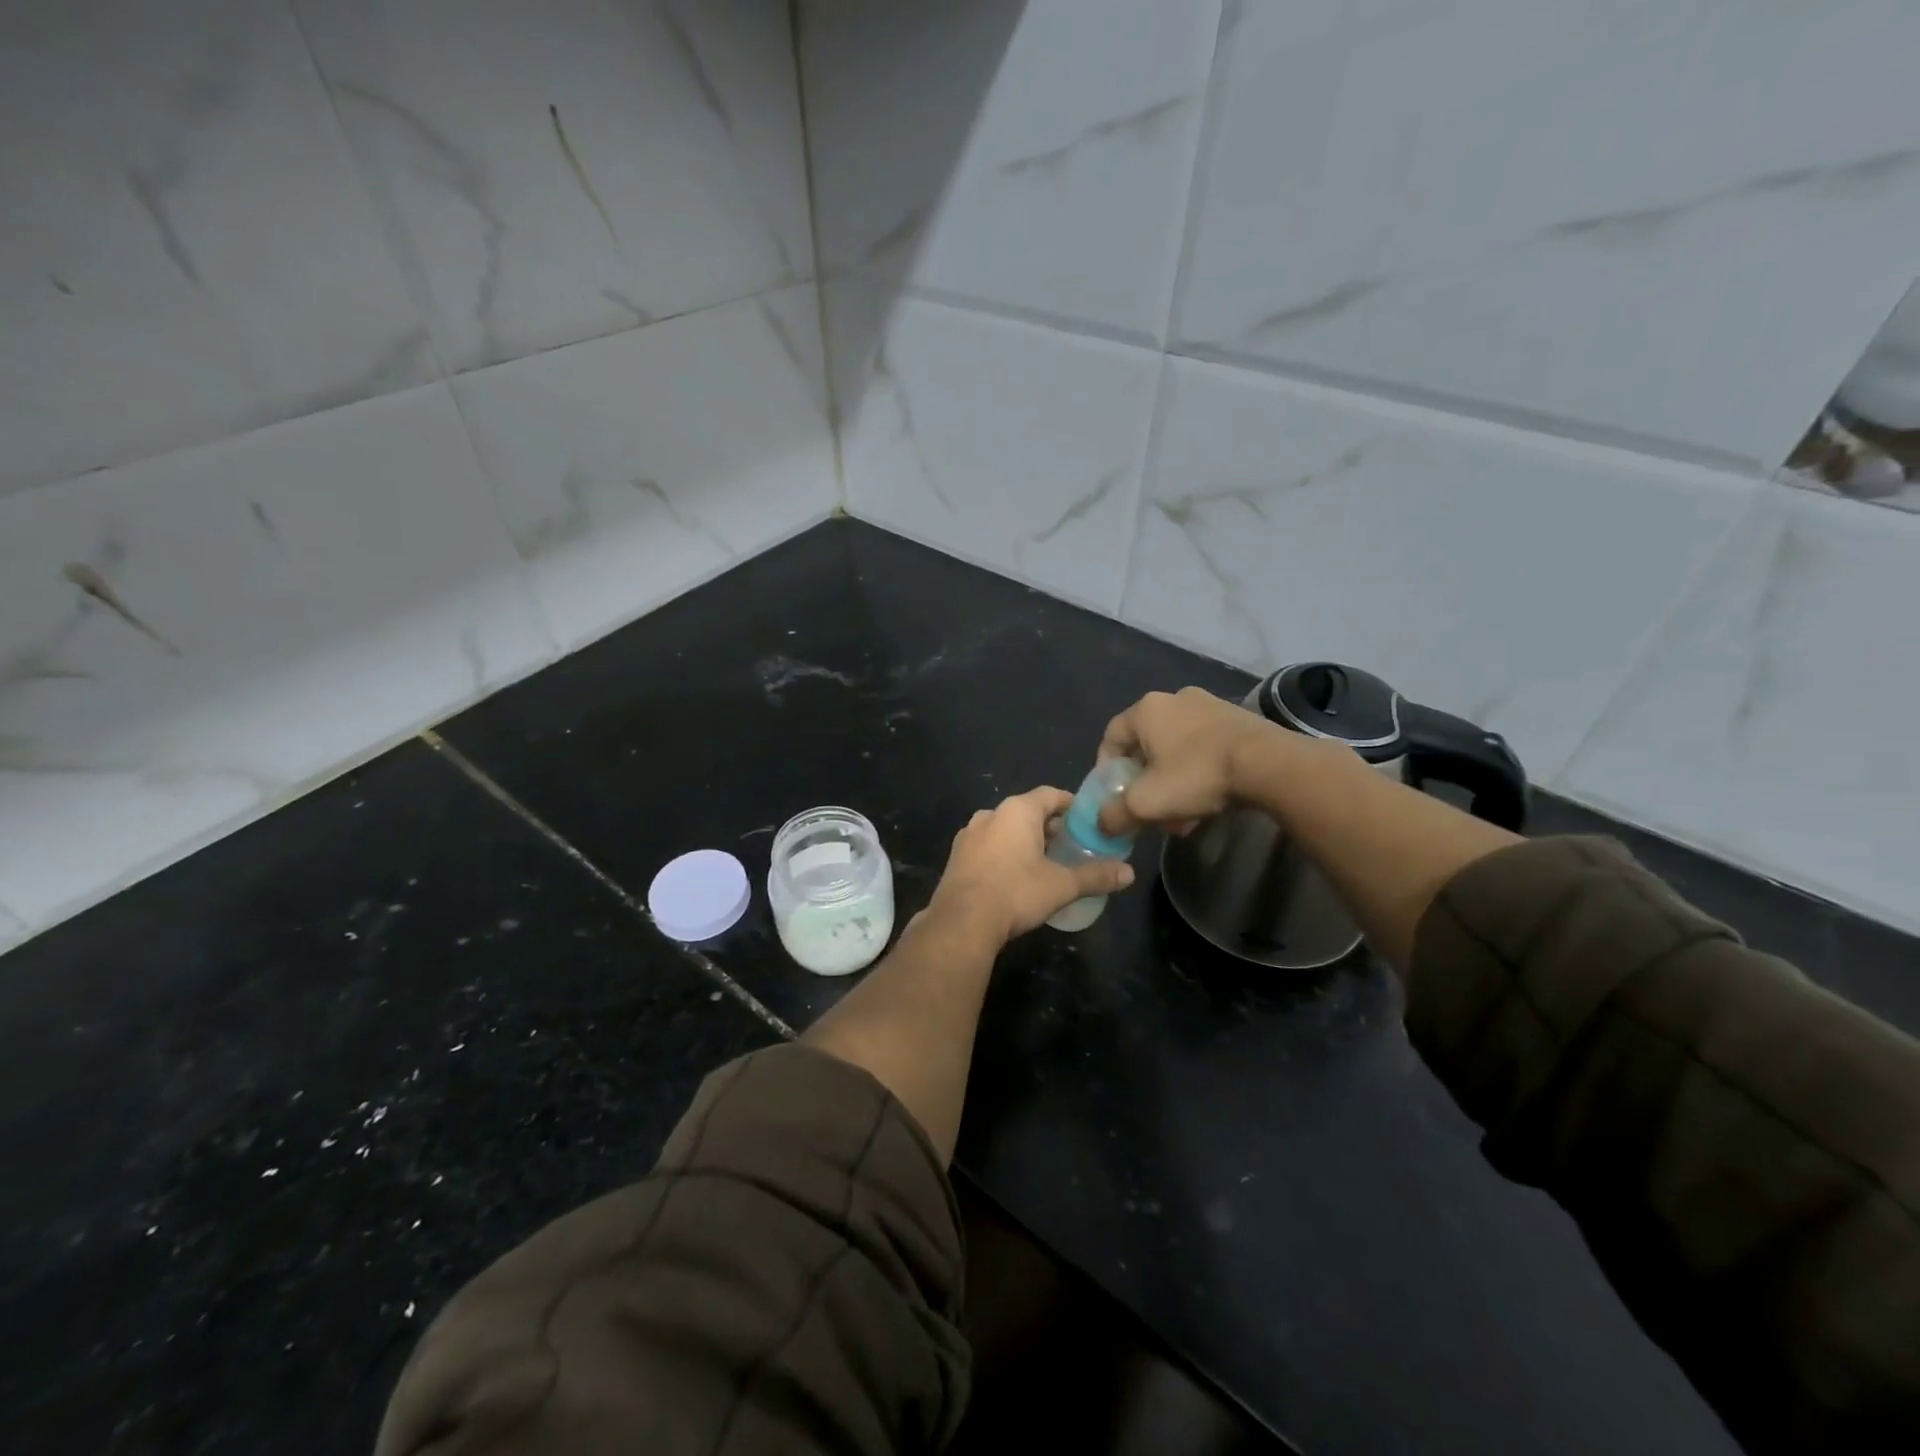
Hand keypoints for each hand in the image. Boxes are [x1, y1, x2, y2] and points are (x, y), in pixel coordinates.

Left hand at [927, 786, 1134, 943]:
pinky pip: (987, 845)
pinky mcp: (956, 856)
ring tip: (1043, 861)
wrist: (961, 921)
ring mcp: (969, 834)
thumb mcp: (1062, 885)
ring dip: (1023, 839)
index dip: (1071, 805)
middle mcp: (991, 814)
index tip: (1086, 820)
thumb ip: (1096, 876)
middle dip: (1048, 825)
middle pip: (1027, 810)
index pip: (1050, 794)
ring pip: (1004, 828)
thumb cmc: (1016, 893)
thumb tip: (1130, 873)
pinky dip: (1003, 853)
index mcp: (1017, 811)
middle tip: (1070, 844)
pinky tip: (1013, 875)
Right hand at [1097, 687, 1285, 833]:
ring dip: (1173, 782)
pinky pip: (1205, 747)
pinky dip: (1199, 773)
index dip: (1105, 768)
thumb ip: (1114, 814)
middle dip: (1145, 782)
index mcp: (1147, 710)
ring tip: (1183, 815)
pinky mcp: (1239, 719)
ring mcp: (1210, 705)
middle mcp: (1175, 699)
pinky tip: (1210, 801)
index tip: (1113, 794)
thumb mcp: (1146, 803)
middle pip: (1147, 745)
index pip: (1111, 736)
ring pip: (1177, 749)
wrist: (1270, 765)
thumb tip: (1101, 824)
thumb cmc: (1197, 775)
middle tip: (1150, 809)